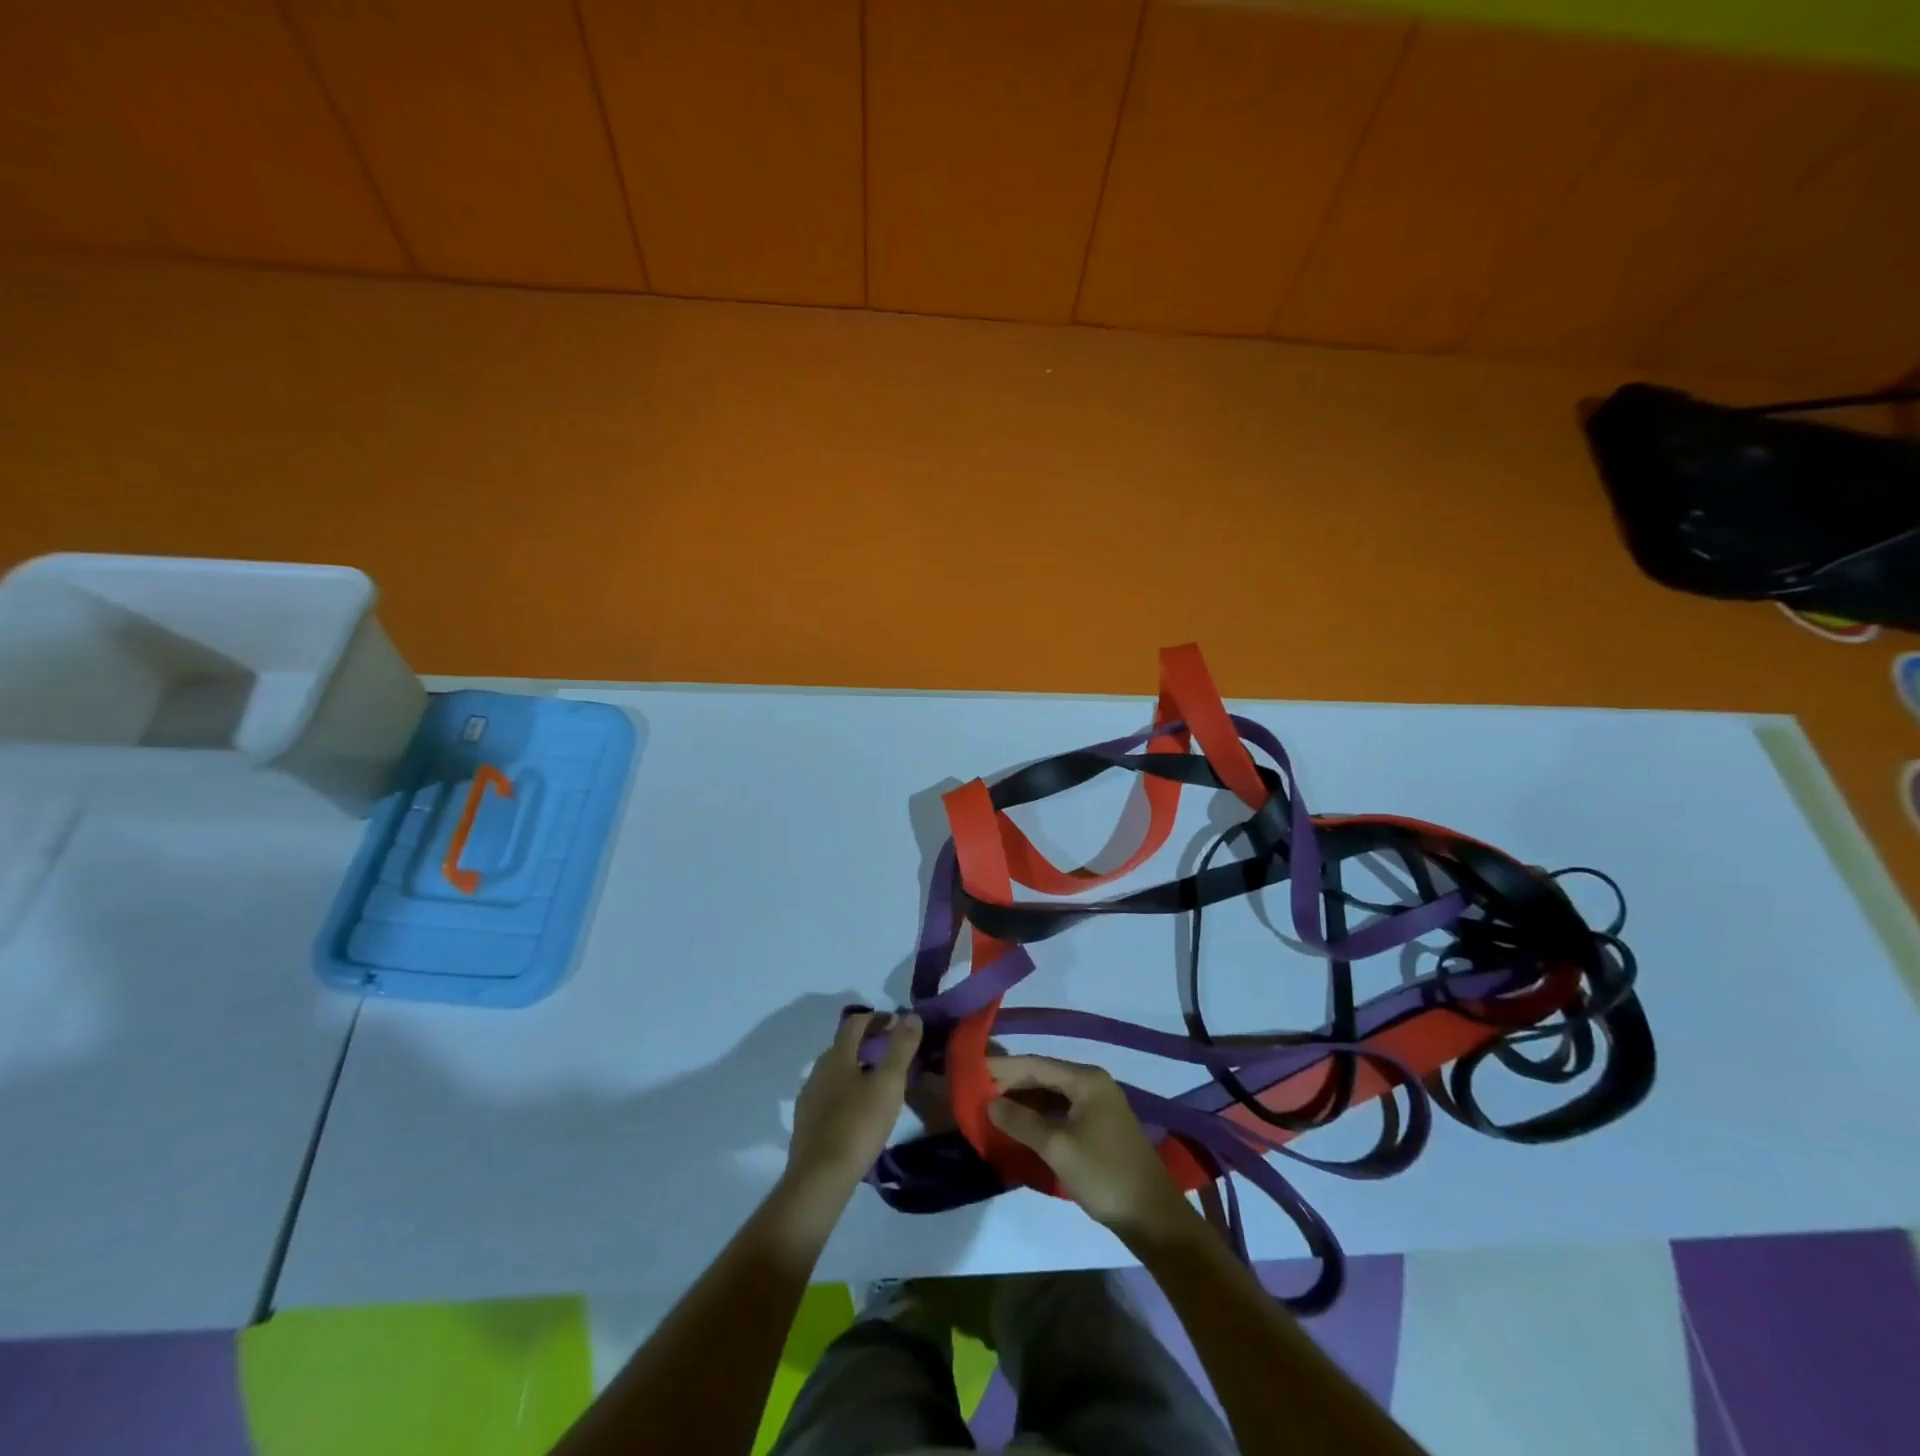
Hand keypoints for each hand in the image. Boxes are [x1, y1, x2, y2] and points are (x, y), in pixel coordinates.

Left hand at [786, 1011, 921, 1195]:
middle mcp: (818, 1071)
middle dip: (867, 1042)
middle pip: (843, 1046)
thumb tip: (911, 1015)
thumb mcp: (888, 1084)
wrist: (819, 1179)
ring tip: (879, 1083)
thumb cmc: (857, 1125)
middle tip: (892, 1051)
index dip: (876, 1018)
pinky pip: (829, 1096)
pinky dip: (846, 1092)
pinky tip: (859, 1111)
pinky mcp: (806, 1124)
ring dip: (856, 1068)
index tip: (897, 1023)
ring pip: (835, 1073)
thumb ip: (900, 1048)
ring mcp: (809, 1098)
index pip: (855, 1023)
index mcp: (837, 1056)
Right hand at [987, 1054, 1195, 1242]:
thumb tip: (990, 1103)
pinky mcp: (1099, 1127)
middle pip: (1044, 1076)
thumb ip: (1022, 1121)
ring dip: (1024, 1101)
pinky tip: (1020, 1125)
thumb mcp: (1057, 1147)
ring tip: (992, 1107)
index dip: (1004, 1068)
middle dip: (1012, 1084)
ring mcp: (1098, 1105)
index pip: (1036, 1064)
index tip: (974, 1071)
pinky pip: (1062, 1111)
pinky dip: (1040, 1116)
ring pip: (1052, 1094)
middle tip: (978, 1090)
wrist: (1153, 1216)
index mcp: (1086, 1079)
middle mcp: (1093, 1083)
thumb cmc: (1104, 1174)